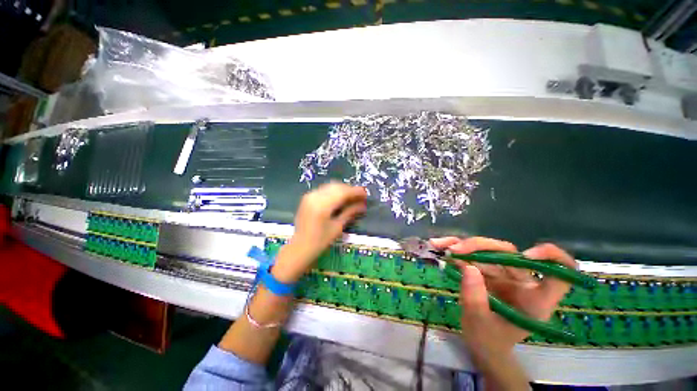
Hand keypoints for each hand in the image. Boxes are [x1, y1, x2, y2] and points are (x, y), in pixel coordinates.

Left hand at [272, 183, 366, 283]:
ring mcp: (309, 195)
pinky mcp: (307, 197)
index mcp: (322, 205)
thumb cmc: (320, 241)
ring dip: (342, 190)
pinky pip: (324, 189)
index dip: (356, 192)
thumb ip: (350, 212)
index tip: (365, 195)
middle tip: (360, 197)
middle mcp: (315, 196)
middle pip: (337, 186)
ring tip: (351, 198)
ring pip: (330, 186)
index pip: (343, 192)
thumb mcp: (338, 227)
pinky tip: (340, 198)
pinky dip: (334, 192)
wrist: (300, 247)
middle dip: (350, 190)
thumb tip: (363, 205)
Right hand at [430, 237, 576, 356]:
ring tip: (439, 245)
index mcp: (535, 299)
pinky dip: (456, 250)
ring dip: (461, 245)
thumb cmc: (488, 341)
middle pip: (508, 253)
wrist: (481, 345)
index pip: (560, 273)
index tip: (527, 255)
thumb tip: (468, 267)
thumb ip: (475, 298)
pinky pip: (472, 255)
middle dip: (480, 246)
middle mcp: (521, 282)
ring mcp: (502, 275)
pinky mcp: (486, 271)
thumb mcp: (480, 324)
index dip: (551, 258)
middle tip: (455, 250)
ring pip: (486, 249)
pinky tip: (440, 246)